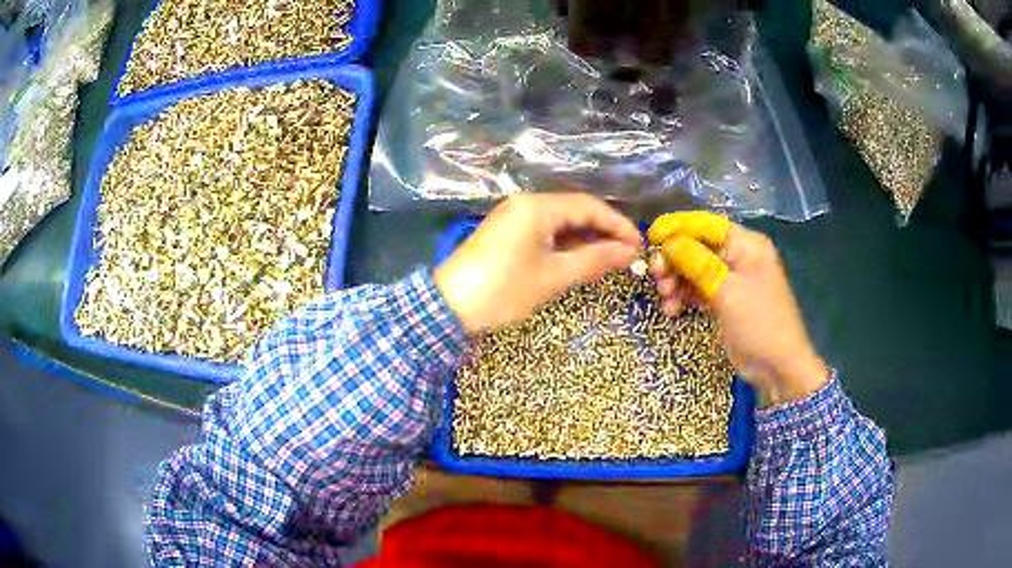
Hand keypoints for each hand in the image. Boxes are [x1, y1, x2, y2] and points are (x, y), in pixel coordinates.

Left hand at [435, 194, 641, 333]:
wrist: (448, 306)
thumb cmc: (504, 290)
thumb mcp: (554, 276)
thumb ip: (594, 260)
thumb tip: (630, 252)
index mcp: (537, 207)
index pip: (589, 206)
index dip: (617, 224)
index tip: (639, 245)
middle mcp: (526, 203)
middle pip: (575, 210)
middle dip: (603, 231)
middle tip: (627, 255)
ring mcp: (514, 215)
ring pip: (560, 221)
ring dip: (585, 238)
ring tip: (609, 260)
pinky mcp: (507, 230)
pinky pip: (545, 230)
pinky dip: (565, 244)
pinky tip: (580, 259)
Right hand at [647, 212, 828, 405]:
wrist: (778, 367)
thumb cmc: (758, 323)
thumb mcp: (726, 291)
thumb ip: (696, 261)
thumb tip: (667, 241)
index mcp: (746, 244)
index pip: (705, 224)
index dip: (676, 227)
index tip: (649, 238)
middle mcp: (739, 255)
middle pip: (697, 246)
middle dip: (674, 259)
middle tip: (656, 277)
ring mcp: (732, 278)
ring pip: (694, 268)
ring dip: (676, 281)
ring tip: (666, 300)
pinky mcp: (726, 299)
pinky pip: (699, 288)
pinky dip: (684, 296)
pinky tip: (672, 310)